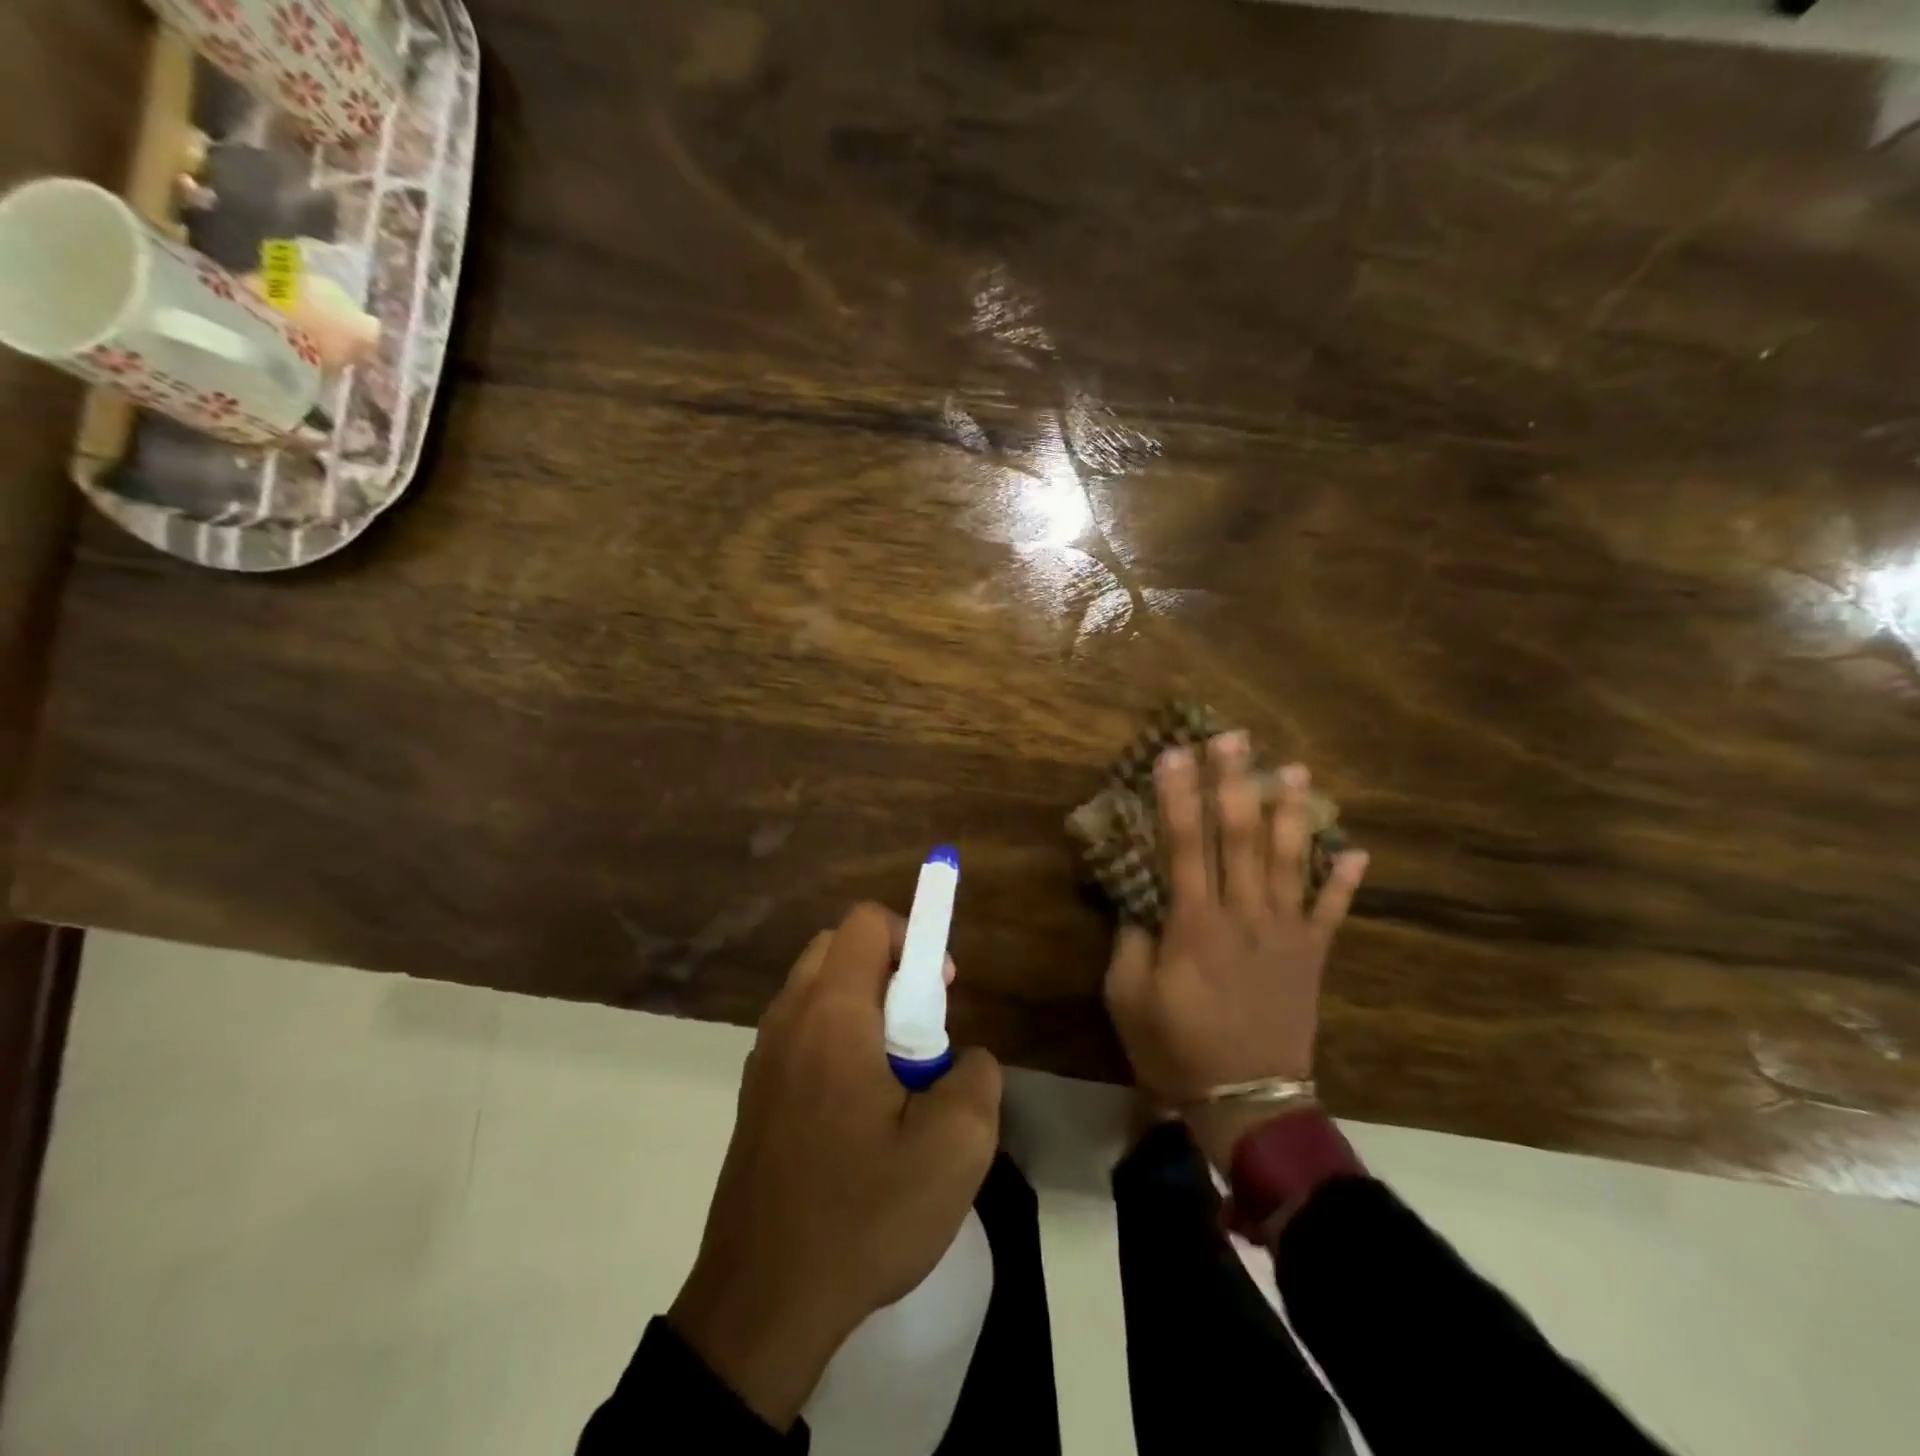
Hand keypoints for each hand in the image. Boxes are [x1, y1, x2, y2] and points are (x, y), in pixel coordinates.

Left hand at [668, 903, 1001, 1431]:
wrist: (761, 1305)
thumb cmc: (861, 1214)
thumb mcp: (955, 1149)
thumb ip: (977, 1077)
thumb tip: (963, 1057)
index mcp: (832, 1014)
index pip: (866, 923)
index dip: (913, 938)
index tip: (940, 993)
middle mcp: (789, 1019)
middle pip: (839, 948)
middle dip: (888, 969)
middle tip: (920, 1032)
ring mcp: (763, 1057)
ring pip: (817, 990)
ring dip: (862, 1007)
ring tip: (893, 1077)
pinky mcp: (754, 1095)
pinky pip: (801, 1033)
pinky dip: (835, 1040)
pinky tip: (857, 1113)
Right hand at [1104, 735, 1367, 1166]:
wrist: (1246, 1100)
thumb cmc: (1175, 1047)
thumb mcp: (1128, 996)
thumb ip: (1130, 940)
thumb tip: (1138, 899)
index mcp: (1194, 923)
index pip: (1185, 844)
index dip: (1178, 795)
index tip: (1173, 753)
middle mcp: (1243, 915)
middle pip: (1240, 836)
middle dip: (1234, 782)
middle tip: (1235, 737)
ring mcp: (1285, 933)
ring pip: (1289, 859)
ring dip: (1291, 812)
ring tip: (1295, 771)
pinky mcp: (1312, 955)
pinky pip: (1331, 911)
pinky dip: (1344, 881)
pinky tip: (1356, 850)